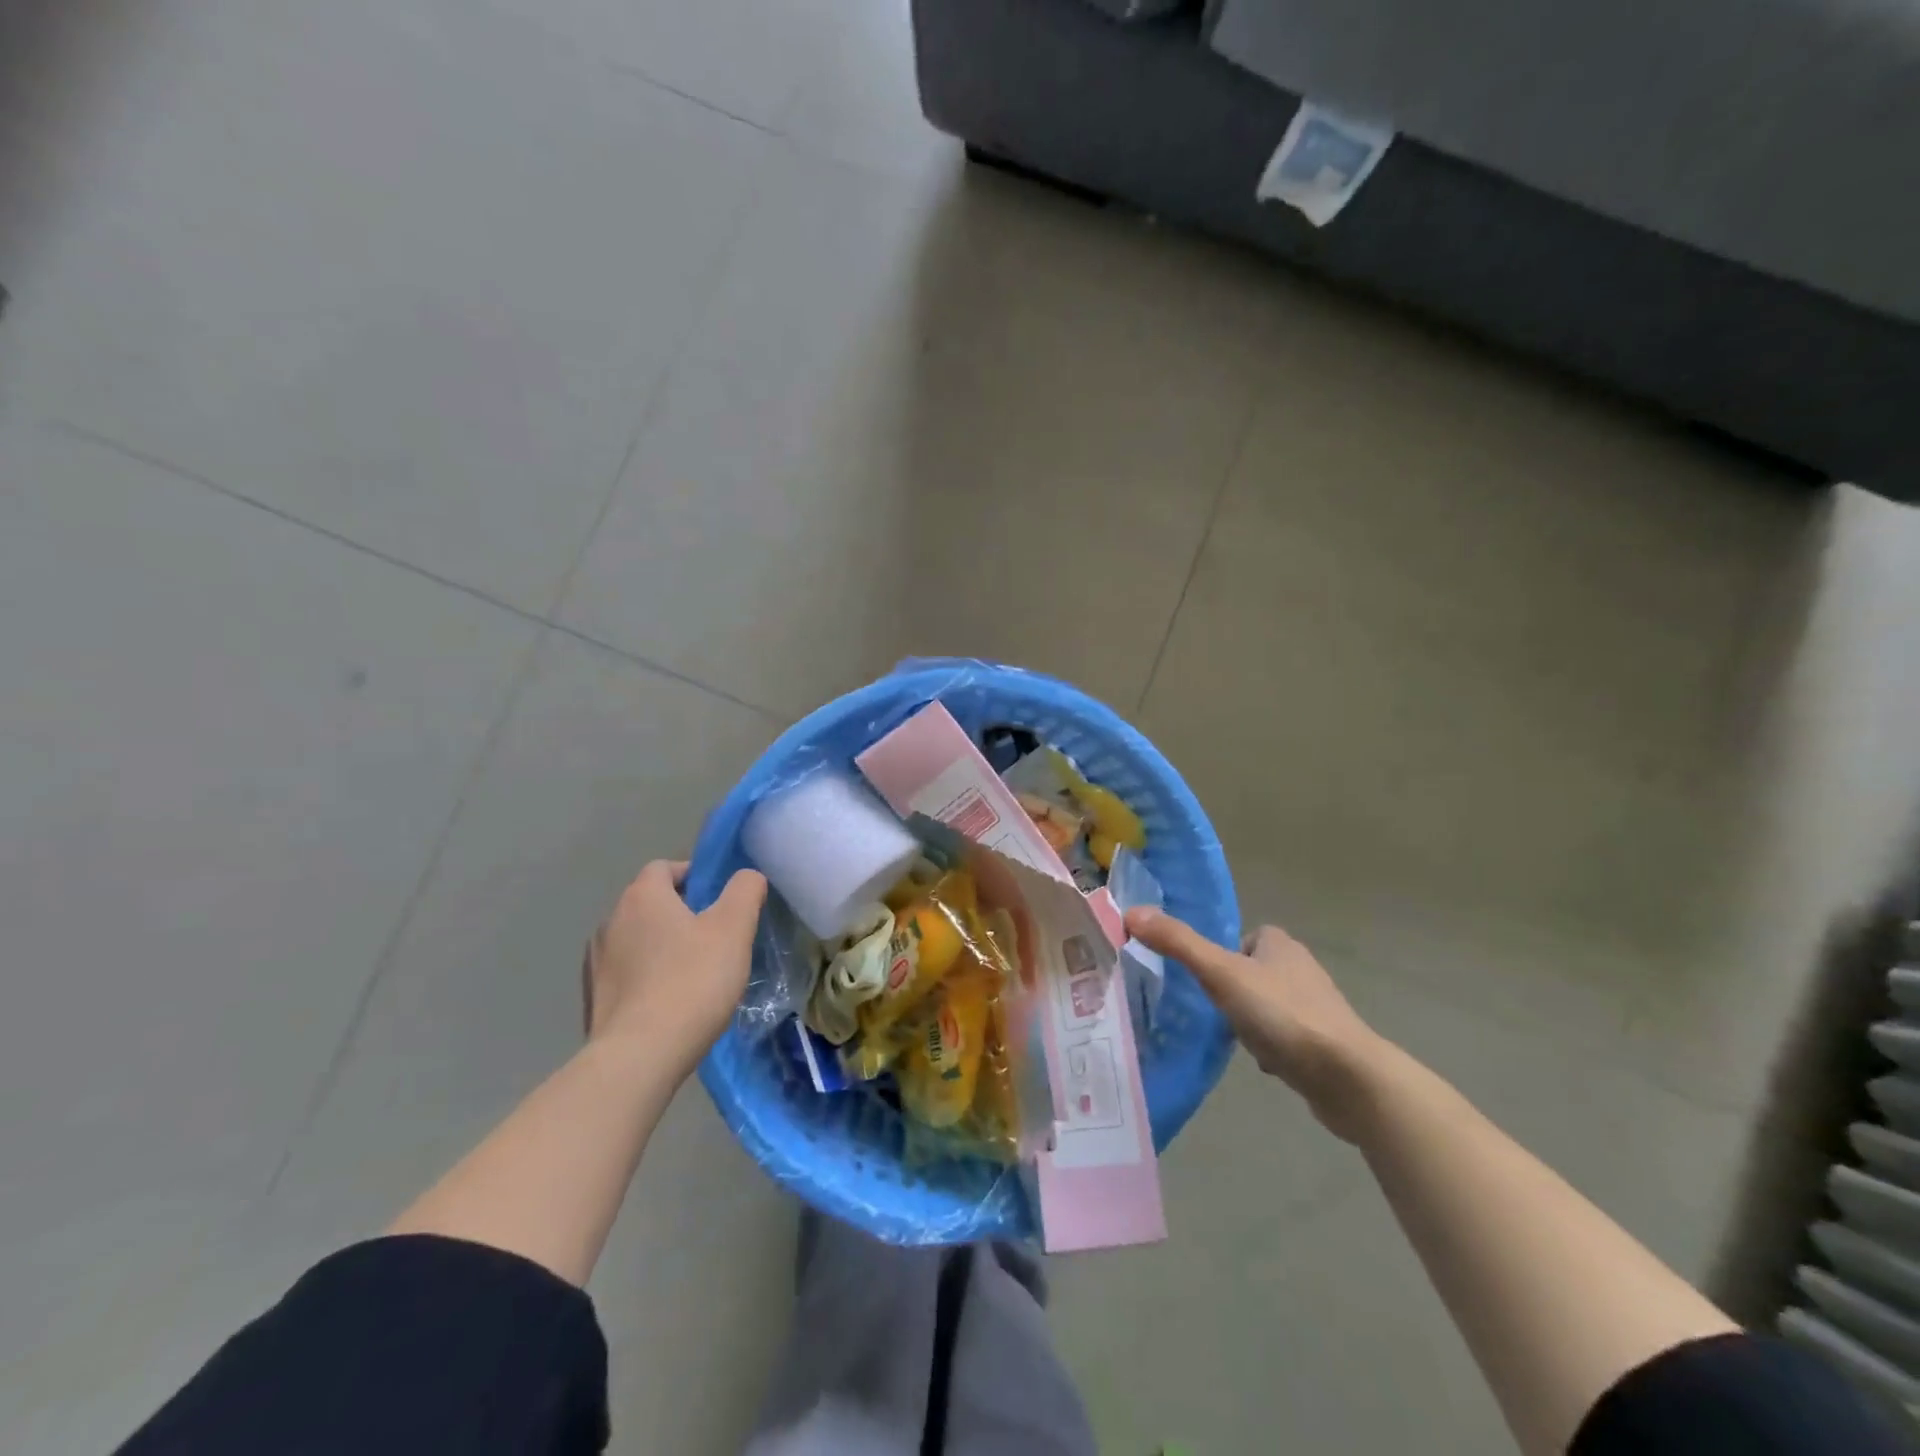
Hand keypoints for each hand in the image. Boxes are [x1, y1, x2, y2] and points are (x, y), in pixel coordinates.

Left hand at [584, 860, 767, 1080]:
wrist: (638, 1057)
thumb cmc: (692, 981)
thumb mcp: (733, 929)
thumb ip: (744, 891)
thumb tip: (747, 876)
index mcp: (642, 897)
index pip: (664, 867)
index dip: (694, 875)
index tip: (720, 899)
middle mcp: (611, 920)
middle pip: (649, 903)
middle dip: (680, 912)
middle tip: (714, 937)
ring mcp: (595, 961)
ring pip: (636, 939)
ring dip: (661, 946)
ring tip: (693, 972)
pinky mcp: (592, 998)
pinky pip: (626, 973)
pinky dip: (646, 977)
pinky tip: (669, 1001)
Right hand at [1125, 908, 1391, 1142]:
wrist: (1347, 1077)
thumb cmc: (1282, 1014)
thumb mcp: (1221, 973)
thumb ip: (1178, 943)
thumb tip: (1130, 912)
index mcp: (1279, 943)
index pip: (1240, 938)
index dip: (1219, 955)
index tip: (1202, 979)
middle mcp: (1300, 968)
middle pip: (1250, 972)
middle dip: (1230, 991)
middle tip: (1208, 1010)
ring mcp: (1314, 1007)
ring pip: (1265, 1006)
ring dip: (1248, 1020)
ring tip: (1231, 1038)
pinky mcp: (1322, 1043)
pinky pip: (1283, 1037)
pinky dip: (1269, 1047)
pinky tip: (1261, 1063)